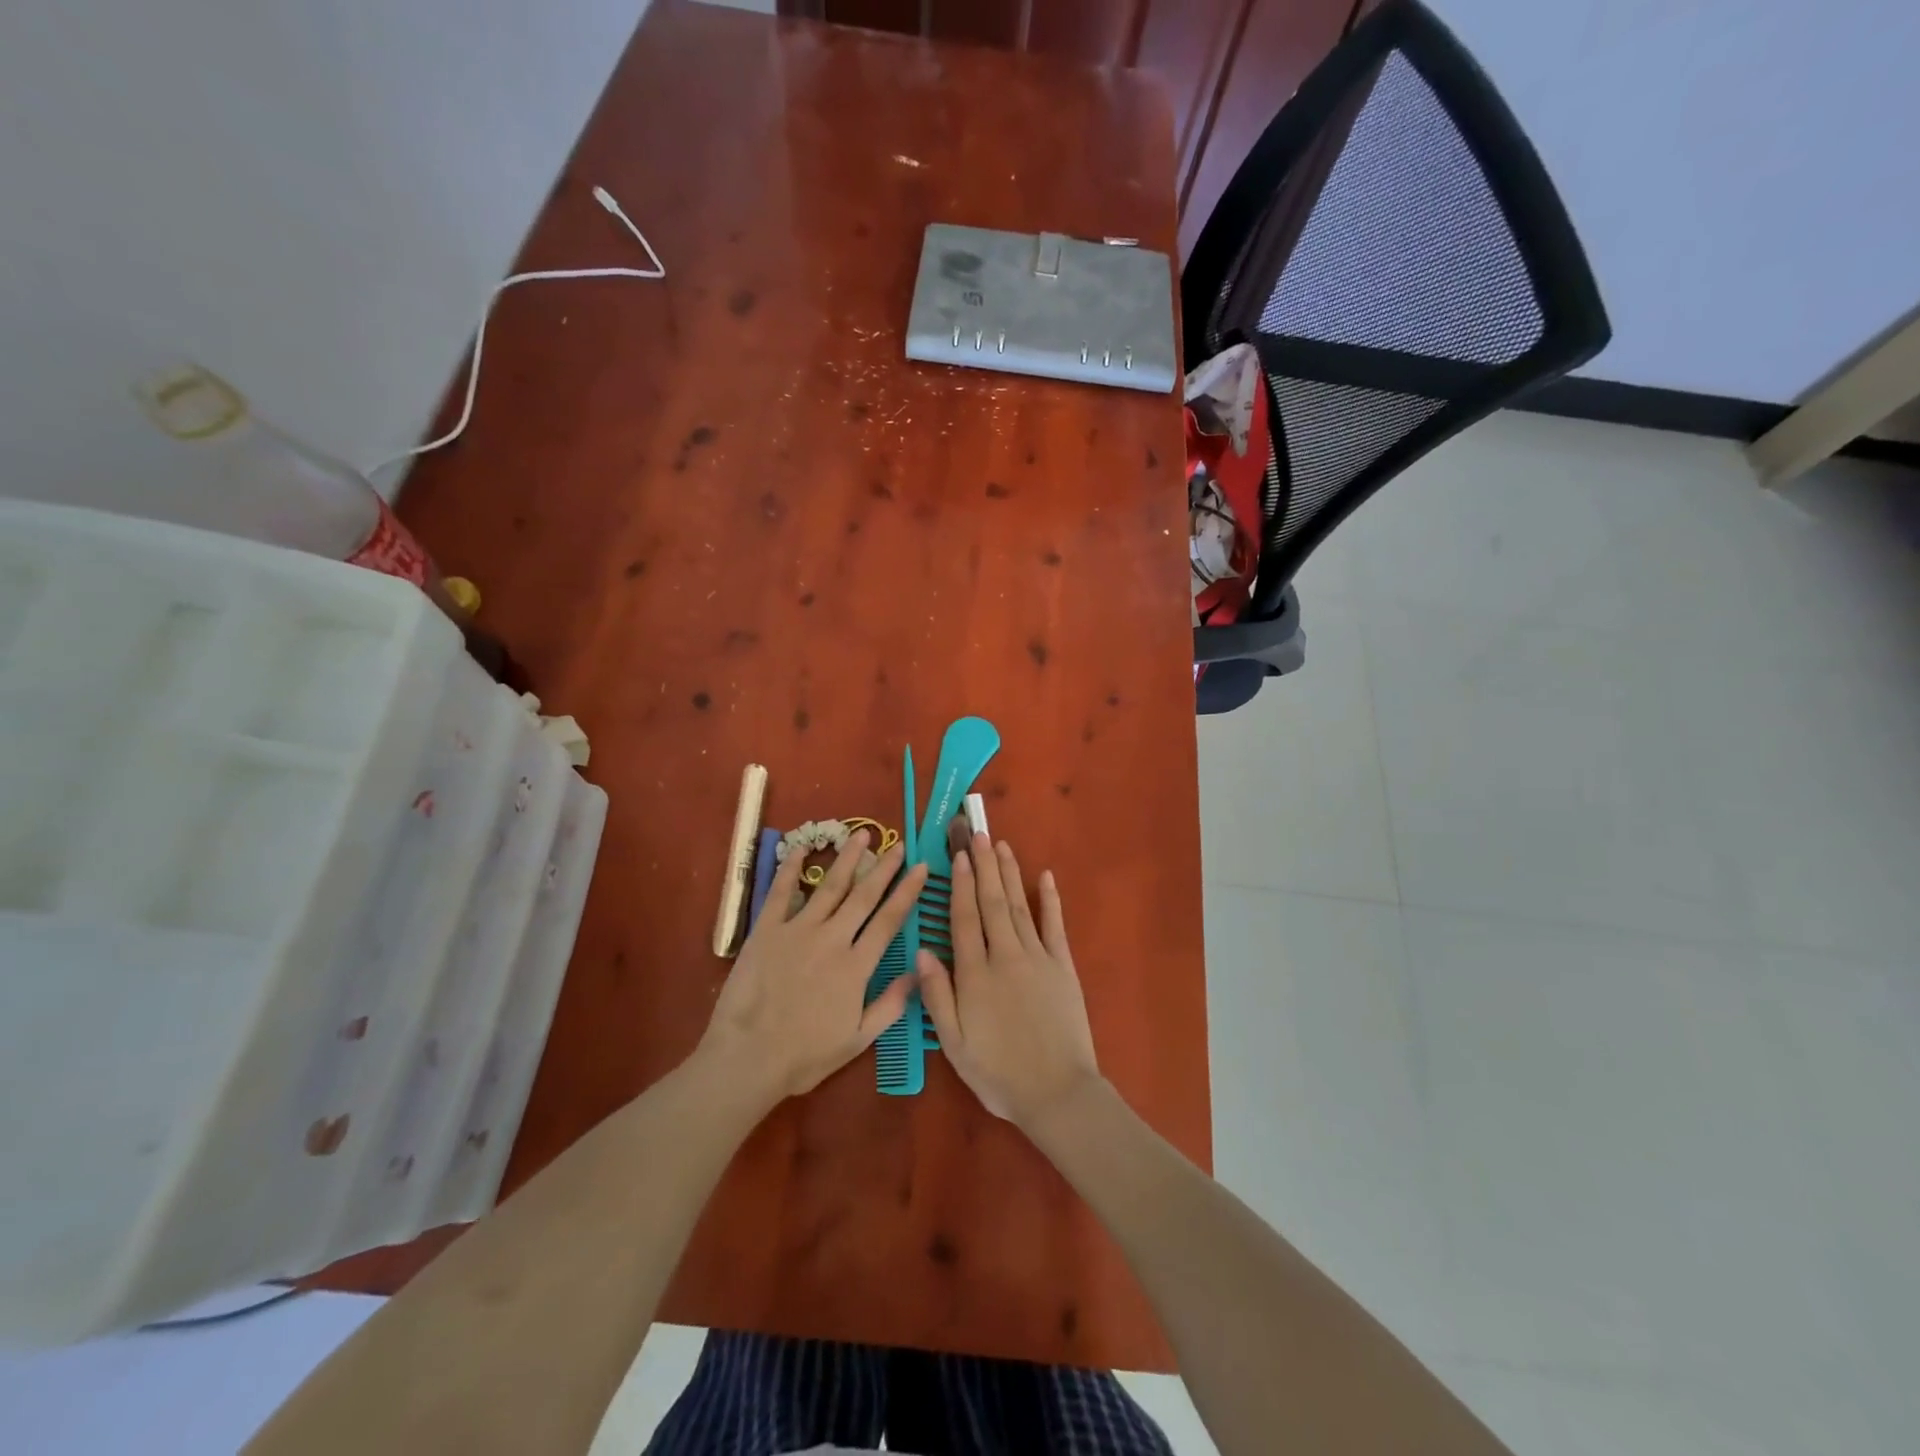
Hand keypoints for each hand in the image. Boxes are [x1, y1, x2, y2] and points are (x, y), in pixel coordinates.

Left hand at [698, 830, 927, 1105]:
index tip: (921, 868)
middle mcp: (832, 939)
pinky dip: (791, 867)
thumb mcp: (857, 1040)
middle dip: (884, 868)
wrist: (748, 1058)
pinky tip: (802, 847)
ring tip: (862, 835)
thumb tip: (920, 971)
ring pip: (829, 886)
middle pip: (864, 896)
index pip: (889, 921)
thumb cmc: (804, 1056)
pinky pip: (781, 892)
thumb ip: (890, 1005)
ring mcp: (798, 930)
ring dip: (848, 859)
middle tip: (899, 844)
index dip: (907, 892)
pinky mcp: (766, 930)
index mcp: (856, 966)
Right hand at [917, 834, 1100, 1127]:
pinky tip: (1046, 877)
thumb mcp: (955, 1044)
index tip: (957, 856)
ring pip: (1019, 906)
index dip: (959, 886)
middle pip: (992, 903)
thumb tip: (922, 952)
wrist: (1057, 1093)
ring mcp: (1038, 958)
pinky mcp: (1063, 967)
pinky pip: (1055, 926)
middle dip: (984, 866)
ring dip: (1010, 873)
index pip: (964, 919)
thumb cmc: (999, 1073)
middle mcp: (1005, 956)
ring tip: (1002, 845)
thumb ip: (937, 996)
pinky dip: (1050, 899)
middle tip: (979, 834)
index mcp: (975, 975)